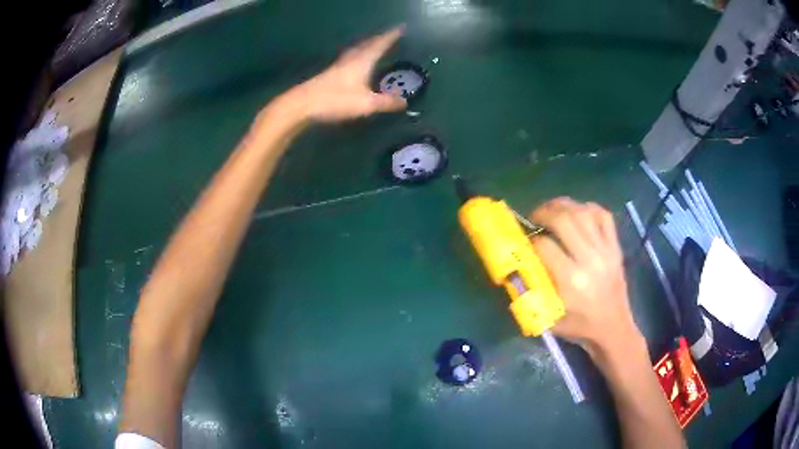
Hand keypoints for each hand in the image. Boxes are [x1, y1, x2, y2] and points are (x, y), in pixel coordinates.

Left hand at [278, 26, 407, 122]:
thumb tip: (404, 102)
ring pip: (355, 51)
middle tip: (388, 35)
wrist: (301, 105)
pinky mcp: (328, 75)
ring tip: (372, 45)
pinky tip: (353, 63)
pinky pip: (347, 60)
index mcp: (362, 61)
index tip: (401, 28)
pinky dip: (356, 56)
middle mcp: (350, 60)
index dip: (391, 36)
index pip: (380, 44)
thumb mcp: (366, 104)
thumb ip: (386, 102)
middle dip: (379, 39)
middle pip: (366, 45)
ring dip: (366, 46)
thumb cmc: (335, 100)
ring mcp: (337, 67)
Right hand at [529, 198, 642, 358]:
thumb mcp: (549, 317)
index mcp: (571, 280)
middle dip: (544, 213)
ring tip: (552, 209)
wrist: (613, 329)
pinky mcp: (615, 248)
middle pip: (564, 220)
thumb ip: (532, 291)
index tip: (524, 241)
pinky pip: (604, 216)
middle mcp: (589, 260)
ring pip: (583, 212)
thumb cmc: (579, 326)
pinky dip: (588, 208)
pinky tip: (577, 212)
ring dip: (563, 205)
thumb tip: (516, 267)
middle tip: (535, 217)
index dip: (530, 239)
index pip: (545, 246)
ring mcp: (605, 251)